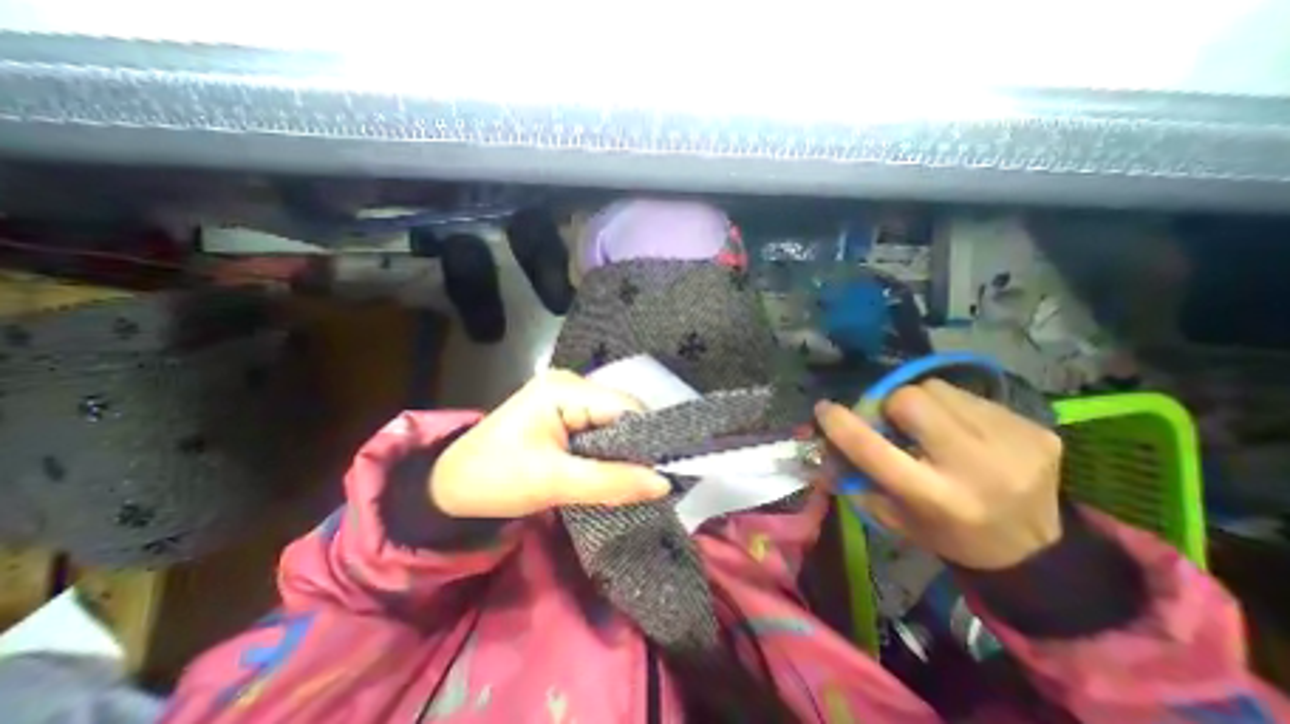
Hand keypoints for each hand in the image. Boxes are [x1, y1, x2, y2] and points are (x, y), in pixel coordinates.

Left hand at [437, 371, 676, 517]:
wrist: (450, 486)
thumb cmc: (495, 480)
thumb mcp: (554, 482)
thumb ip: (611, 481)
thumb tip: (664, 483)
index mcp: (565, 389)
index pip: (625, 407)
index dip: (648, 437)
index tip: (665, 470)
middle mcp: (571, 384)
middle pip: (622, 412)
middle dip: (638, 445)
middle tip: (653, 479)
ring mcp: (568, 397)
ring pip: (614, 422)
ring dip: (625, 450)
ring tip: (638, 477)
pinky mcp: (565, 413)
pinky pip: (601, 428)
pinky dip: (611, 450)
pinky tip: (616, 468)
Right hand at [821, 378, 1062, 569]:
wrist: (1034, 549)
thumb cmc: (944, 531)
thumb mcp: (890, 514)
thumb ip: (855, 474)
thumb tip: (824, 436)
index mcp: (934, 498)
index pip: (871, 449)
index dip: (840, 423)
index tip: (824, 409)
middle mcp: (975, 469)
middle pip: (909, 400)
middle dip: (890, 405)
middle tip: (895, 423)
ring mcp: (1014, 445)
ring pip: (938, 389)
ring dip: (923, 402)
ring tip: (933, 428)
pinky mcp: (1037, 431)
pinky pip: (971, 396)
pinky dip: (955, 408)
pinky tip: (965, 433)